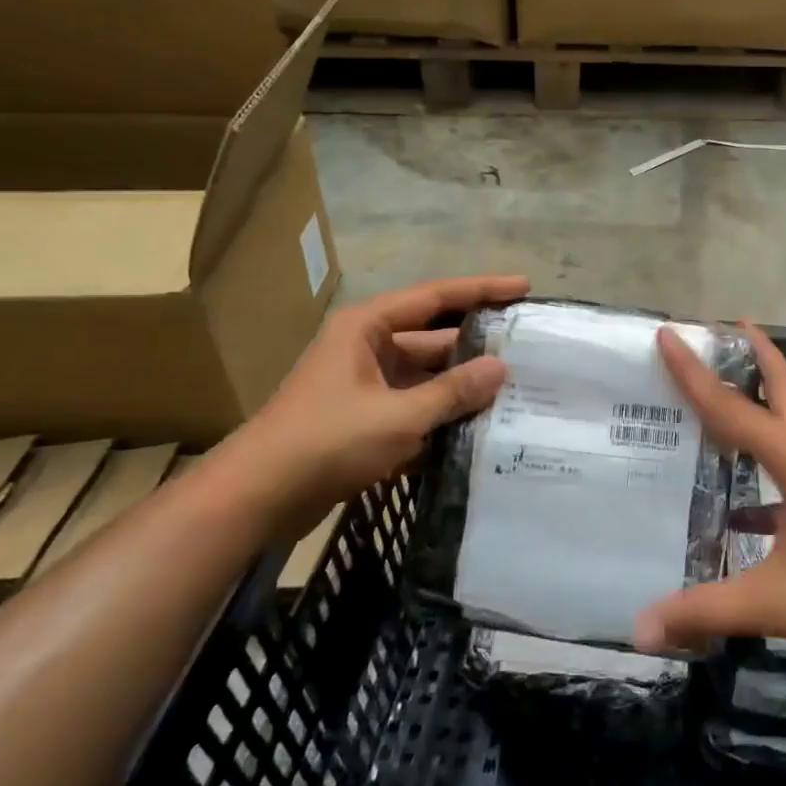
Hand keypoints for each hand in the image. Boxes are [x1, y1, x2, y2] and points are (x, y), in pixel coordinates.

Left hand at [232, 274, 528, 522]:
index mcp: (368, 328)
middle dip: (477, 345)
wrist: (257, 498)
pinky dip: (441, 415)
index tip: (524, 287)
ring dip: (462, 386)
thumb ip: (452, 391)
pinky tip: (479, 428)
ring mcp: (365, 386)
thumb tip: (500, 369)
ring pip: (426, 377)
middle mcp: (367, 348)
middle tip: (528, 349)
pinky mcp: (364, 420)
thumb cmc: (326, 441)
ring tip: (515, 390)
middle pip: (434, 338)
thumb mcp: (398, 415)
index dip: (482, 290)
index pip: (435, 297)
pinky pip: (414, 407)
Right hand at [633, 321, 785, 664]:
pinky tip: (741, 502)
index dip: (694, 372)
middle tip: (723, 327)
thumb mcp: (775, 602)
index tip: (670, 334)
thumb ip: (706, 611)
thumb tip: (639, 630)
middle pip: (782, 385)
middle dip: (754, 353)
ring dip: (765, 393)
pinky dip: (770, 455)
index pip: (732, 408)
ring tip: (731, 387)